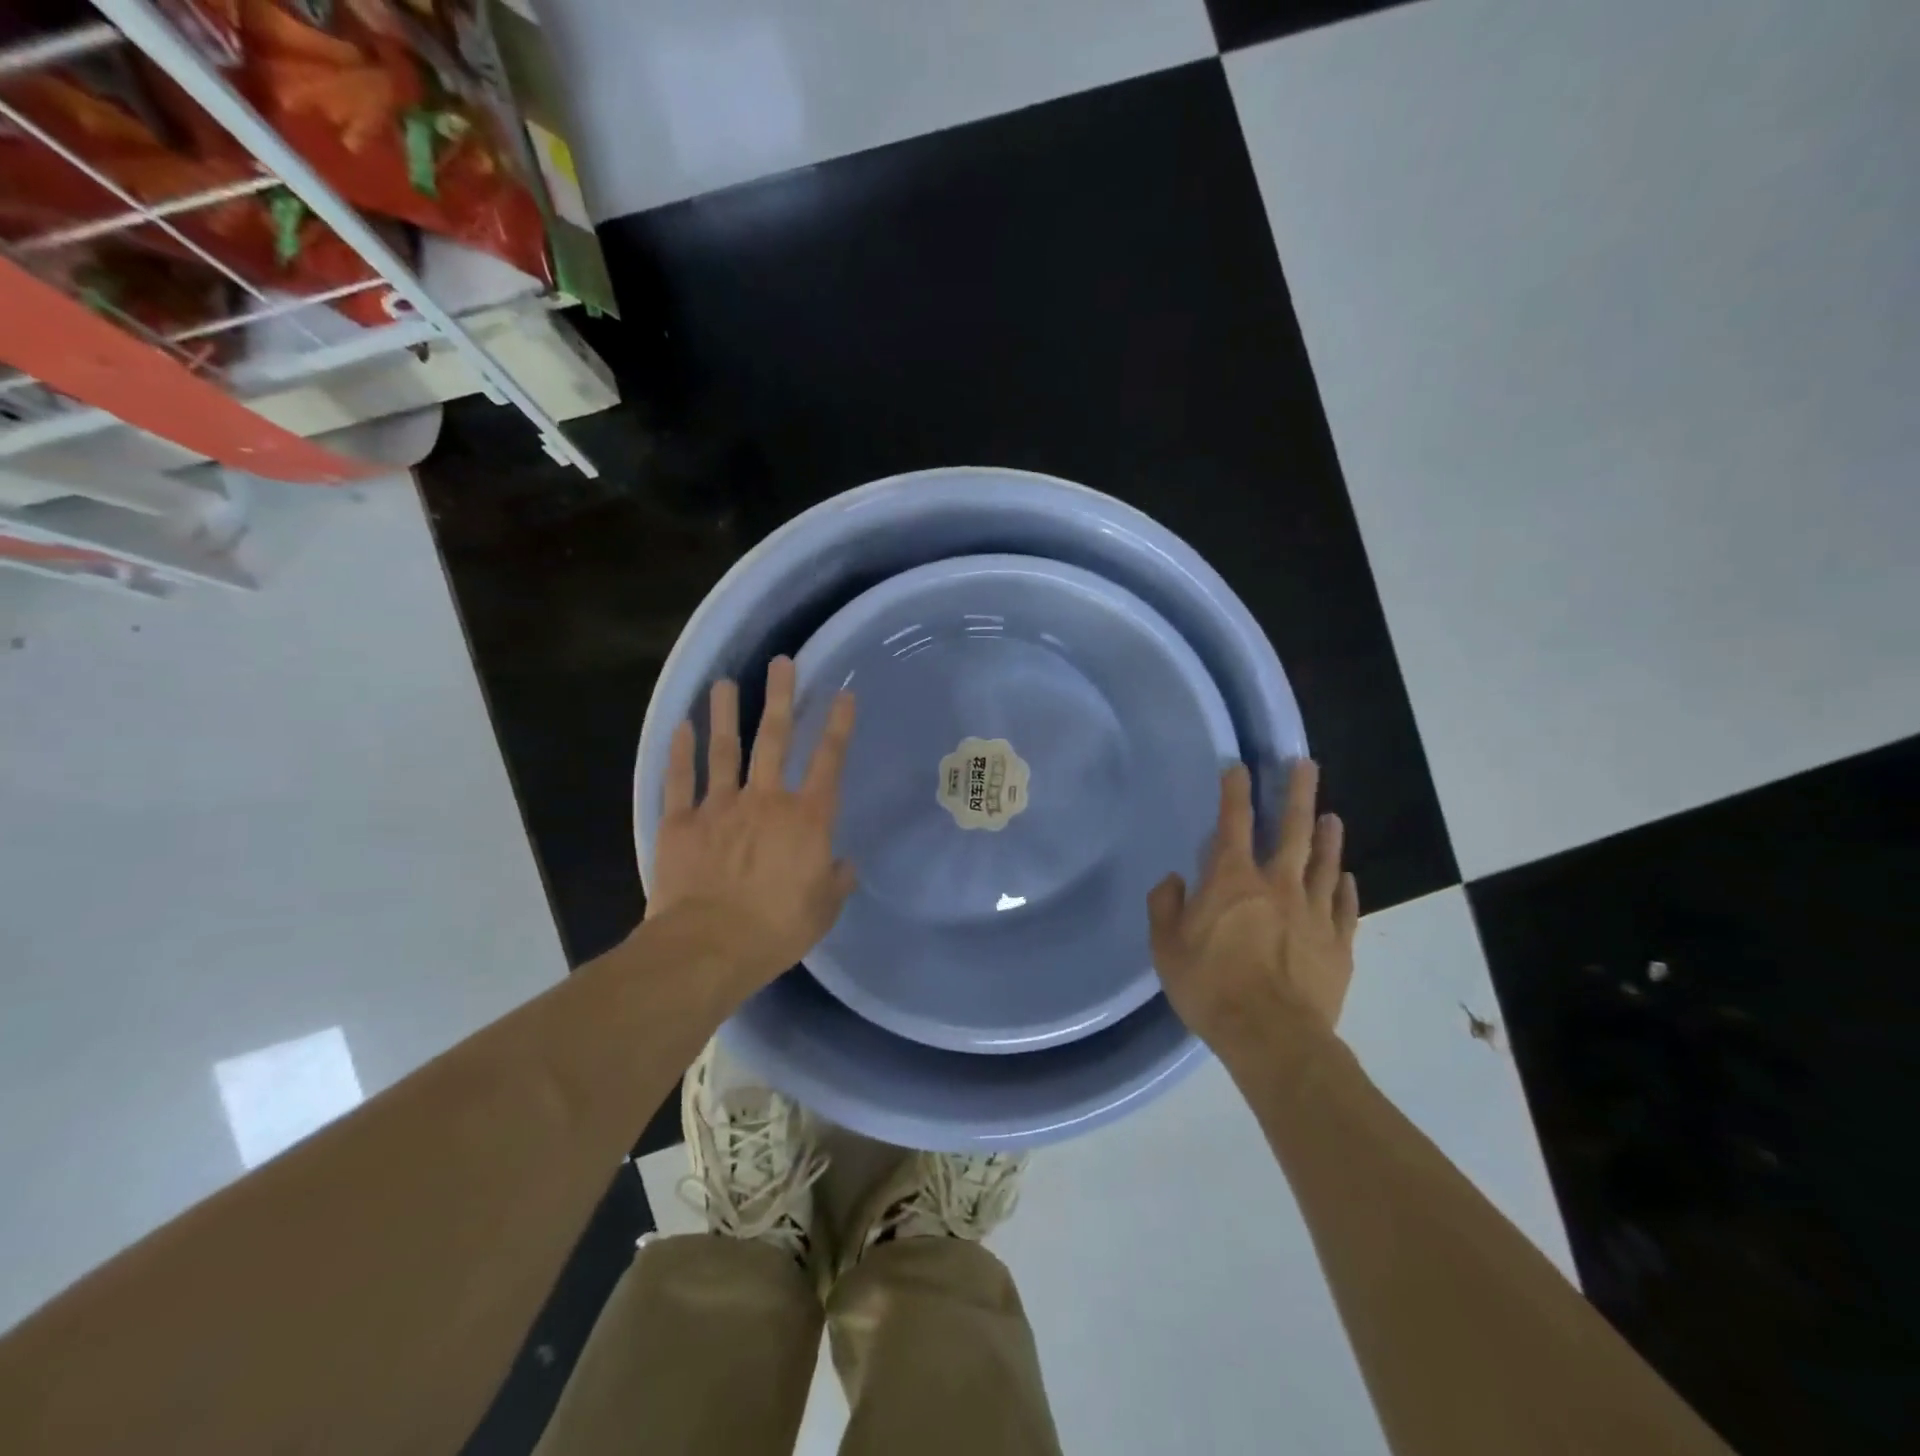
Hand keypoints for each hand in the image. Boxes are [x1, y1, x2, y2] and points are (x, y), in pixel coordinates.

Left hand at [649, 657, 856, 990]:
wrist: (709, 947)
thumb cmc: (776, 930)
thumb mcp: (823, 910)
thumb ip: (836, 881)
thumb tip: (843, 864)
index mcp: (807, 819)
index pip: (829, 762)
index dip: (838, 726)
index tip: (843, 694)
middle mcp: (766, 800)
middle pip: (775, 739)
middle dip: (781, 698)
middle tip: (781, 663)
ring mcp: (720, 806)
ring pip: (724, 749)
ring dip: (726, 713)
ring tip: (724, 682)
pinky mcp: (681, 822)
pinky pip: (680, 780)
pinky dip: (680, 752)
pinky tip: (681, 726)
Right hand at [1147, 760, 1359, 1060]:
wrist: (1273, 1037)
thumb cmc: (1211, 987)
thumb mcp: (1166, 948)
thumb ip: (1164, 907)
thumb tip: (1174, 880)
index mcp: (1232, 881)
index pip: (1233, 823)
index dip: (1236, 791)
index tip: (1239, 766)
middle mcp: (1277, 885)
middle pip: (1293, 830)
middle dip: (1298, 794)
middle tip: (1307, 764)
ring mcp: (1314, 913)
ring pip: (1325, 864)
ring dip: (1328, 837)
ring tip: (1332, 816)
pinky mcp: (1338, 944)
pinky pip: (1345, 907)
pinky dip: (1346, 887)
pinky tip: (1348, 877)